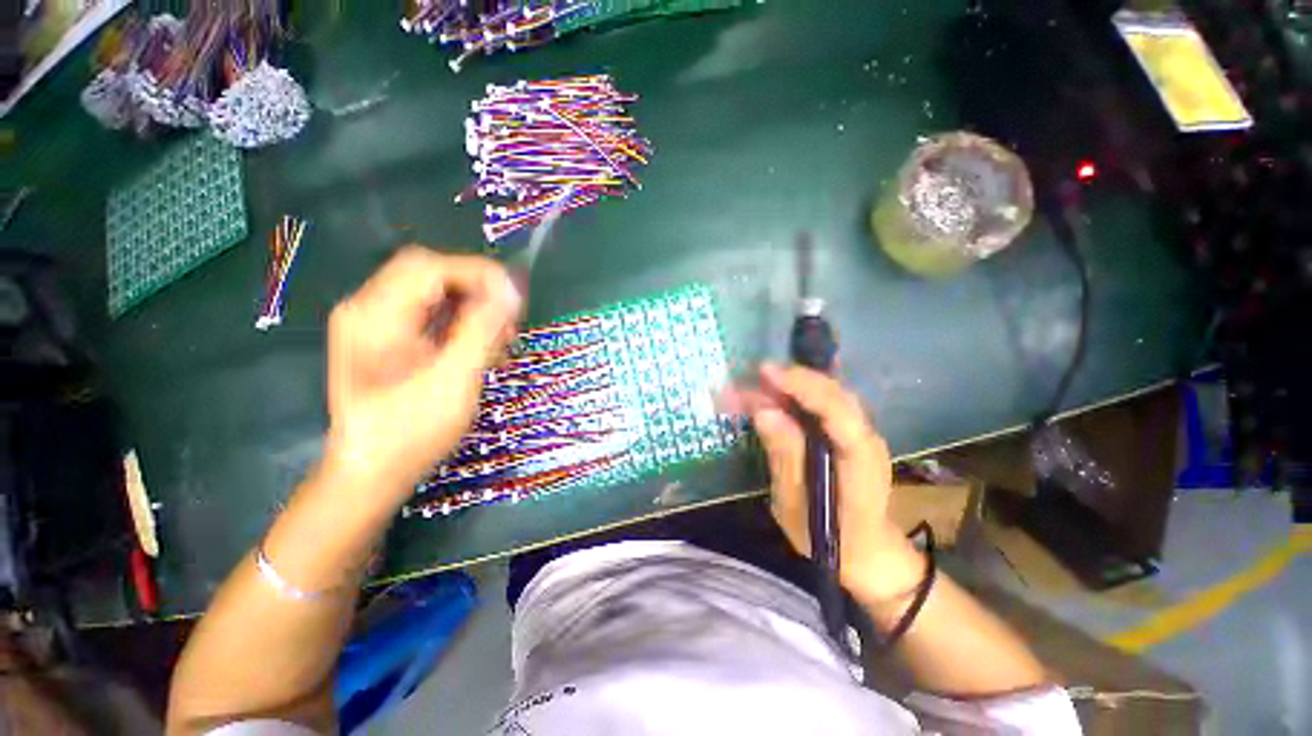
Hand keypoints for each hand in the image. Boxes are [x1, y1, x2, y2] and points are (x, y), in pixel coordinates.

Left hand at [322, 247, 521, 496]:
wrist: (372, 472)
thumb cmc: (411, 430)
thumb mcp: (454, 378)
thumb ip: (482, 329)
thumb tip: (511, 290)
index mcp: (375, 314)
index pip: (430, 266)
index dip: (478, 273)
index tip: (515, 297)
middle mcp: (369, 309)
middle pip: (431, 275)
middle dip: (476, 291)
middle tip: (508, 319)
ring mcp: (376, 325)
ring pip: (433, 294)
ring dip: (472, 308)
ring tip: (500, 338)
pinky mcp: (387, 341)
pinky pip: (430, 315)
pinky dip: (461, 324)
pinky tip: (481, 347)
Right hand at [725, 364, 921, 603]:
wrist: (869, 555)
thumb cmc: (830, 540)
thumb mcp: (796, 506)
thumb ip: (784, 457)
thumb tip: (764, 411)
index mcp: (859, 461)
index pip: (835, 410)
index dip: (801, 386)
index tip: (766, 373)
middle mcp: (867, 439)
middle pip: (835, 394)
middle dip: (794, 378)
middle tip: (756, 375)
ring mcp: (863, 435)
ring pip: (832, 394)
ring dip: (797, 383)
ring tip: (762, 382)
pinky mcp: (853, 435)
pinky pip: (828, 404)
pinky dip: (802, 394)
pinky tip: (780, 394)